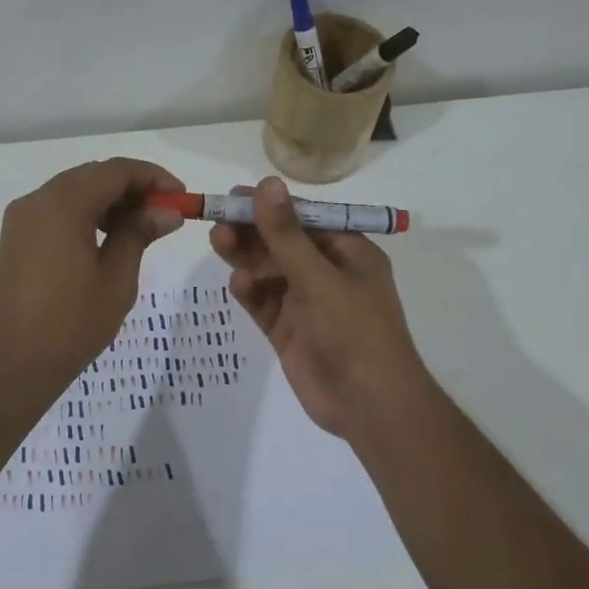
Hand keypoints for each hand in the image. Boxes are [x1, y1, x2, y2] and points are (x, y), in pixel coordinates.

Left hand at [0, 158, 185, 400]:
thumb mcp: (115, 280)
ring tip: (142, 230)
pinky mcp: (16, 240)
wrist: (6, 364)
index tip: (182, 199)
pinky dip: (87, 216)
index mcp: (63, 204)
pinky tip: (108, 241)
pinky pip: (58, 212)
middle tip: (165, 214)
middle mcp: (38, 201)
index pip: (115, 171)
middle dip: (132, 189)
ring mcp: (22, 220)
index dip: (153, 178)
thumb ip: (138, 235)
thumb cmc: (69, 324)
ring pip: (74, 193)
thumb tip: (165, 213)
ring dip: (110, 202)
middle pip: (93, 177)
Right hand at [210, 176, 429, 439]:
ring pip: (269, 273)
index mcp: (349, 254)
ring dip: (246, 258)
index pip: (306, 220)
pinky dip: (251, 292)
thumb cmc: (356, 331)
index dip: (272, 207)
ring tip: (218, 241)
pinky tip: (237, 284)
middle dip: (253, 232)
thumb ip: (287, 235)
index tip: (237, 196)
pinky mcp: (289, 331)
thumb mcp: (320, 278)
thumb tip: (266, 183)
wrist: (370, 405)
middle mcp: (327, 274)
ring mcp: (307, 304)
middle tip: (218, 219)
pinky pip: (265, 304)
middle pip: (283, 245)